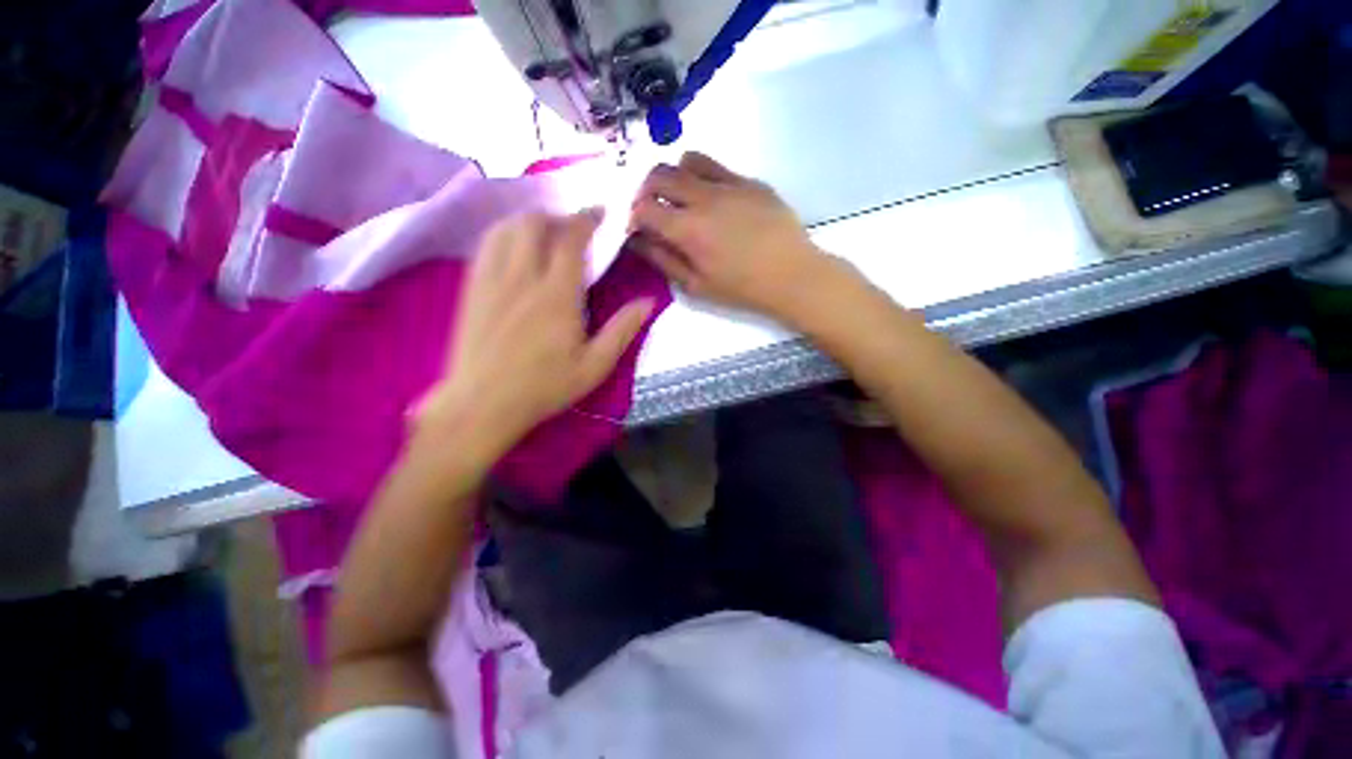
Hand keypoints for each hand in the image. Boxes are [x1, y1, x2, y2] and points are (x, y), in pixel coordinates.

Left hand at [414, 211, 652, 462]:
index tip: (600, 213)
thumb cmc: (544, 387)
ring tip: (546, 231)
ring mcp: (492, 279)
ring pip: (508, 227)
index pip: (571, 240)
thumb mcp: (594, 366)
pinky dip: (504, 233)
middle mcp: (523, 277)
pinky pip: (486, 244)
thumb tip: (649, 302)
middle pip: (536, 223)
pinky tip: (514, 245)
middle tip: (574, 227)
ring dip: (530, 220)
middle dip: (558, 216)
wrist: (483, 404)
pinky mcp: (472, 287)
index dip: (587, 219)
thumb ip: (622, 331)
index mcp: (557, 295)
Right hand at [628, 152, 839, 320]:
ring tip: (684, 199)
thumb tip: (638, 241)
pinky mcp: (751, 181)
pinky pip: (719, 167)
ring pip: (688, 160)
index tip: (638, 228)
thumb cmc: (741, 288)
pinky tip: (716, 202)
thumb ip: (663, 260)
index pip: (643, 207)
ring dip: (677, 176)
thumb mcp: (696, 285)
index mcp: (688, 229)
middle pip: (659, 173)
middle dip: (647, 190)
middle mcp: (704, 197)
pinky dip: (705, 179)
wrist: (792, 275)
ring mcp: (730, 184)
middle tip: (654, 210)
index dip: (633, 216)